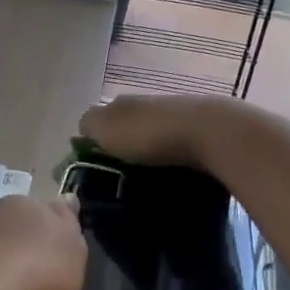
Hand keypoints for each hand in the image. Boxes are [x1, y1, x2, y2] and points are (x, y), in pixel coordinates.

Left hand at [0, 194, 85, 289]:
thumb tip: (64, 202)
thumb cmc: (38, 278)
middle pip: (16, 231)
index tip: (61, 256)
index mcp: (24, 205)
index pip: (46, 211)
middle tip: (41, 281)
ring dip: (2, 270)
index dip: (56, 232)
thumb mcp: (73, 251)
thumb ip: (68, 225)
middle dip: (26, 250)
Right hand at [78, 95, 242, 167]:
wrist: (208, 133)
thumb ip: (89, 126)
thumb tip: (82, 132)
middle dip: (122, 151)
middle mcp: (148, 105)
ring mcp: (176, 118)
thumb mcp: (105, 127)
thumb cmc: (149, 133)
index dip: (94, 144)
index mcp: (121, 103)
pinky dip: (170, 163)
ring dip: (147, 158)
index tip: (92, 171)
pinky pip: (176, 151)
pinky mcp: (200, 134)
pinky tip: (169, 180)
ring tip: (143, 186)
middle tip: (117, 183)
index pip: (100, 122)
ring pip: (153, 140)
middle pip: (128, 130)